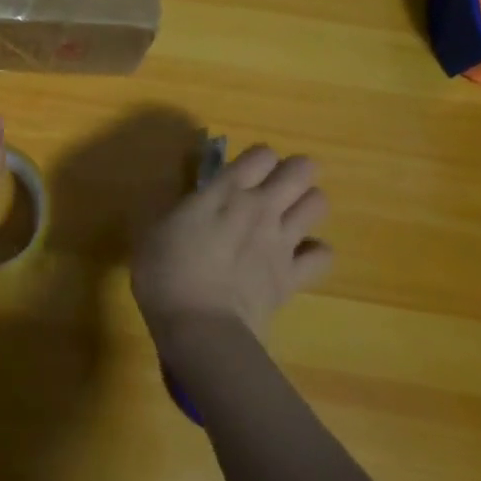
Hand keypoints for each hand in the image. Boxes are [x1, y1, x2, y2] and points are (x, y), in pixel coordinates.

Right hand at [132, 145, 331, 334]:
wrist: (199, 326)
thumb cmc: (165, 271)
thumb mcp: (157, 229)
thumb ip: (184, 211)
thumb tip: (191, 209)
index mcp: (225, 191)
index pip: (261, 154)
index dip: (257, 158)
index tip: (243, 171)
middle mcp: (260, 207)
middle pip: (300, 170)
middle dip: (294, 171)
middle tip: (275, 185)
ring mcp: (282, 241)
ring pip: (318, 203)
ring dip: (306, 204)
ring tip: (288, 216)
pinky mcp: (293, 276)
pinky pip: (323, 254)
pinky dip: (314, 252)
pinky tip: (297, 256)